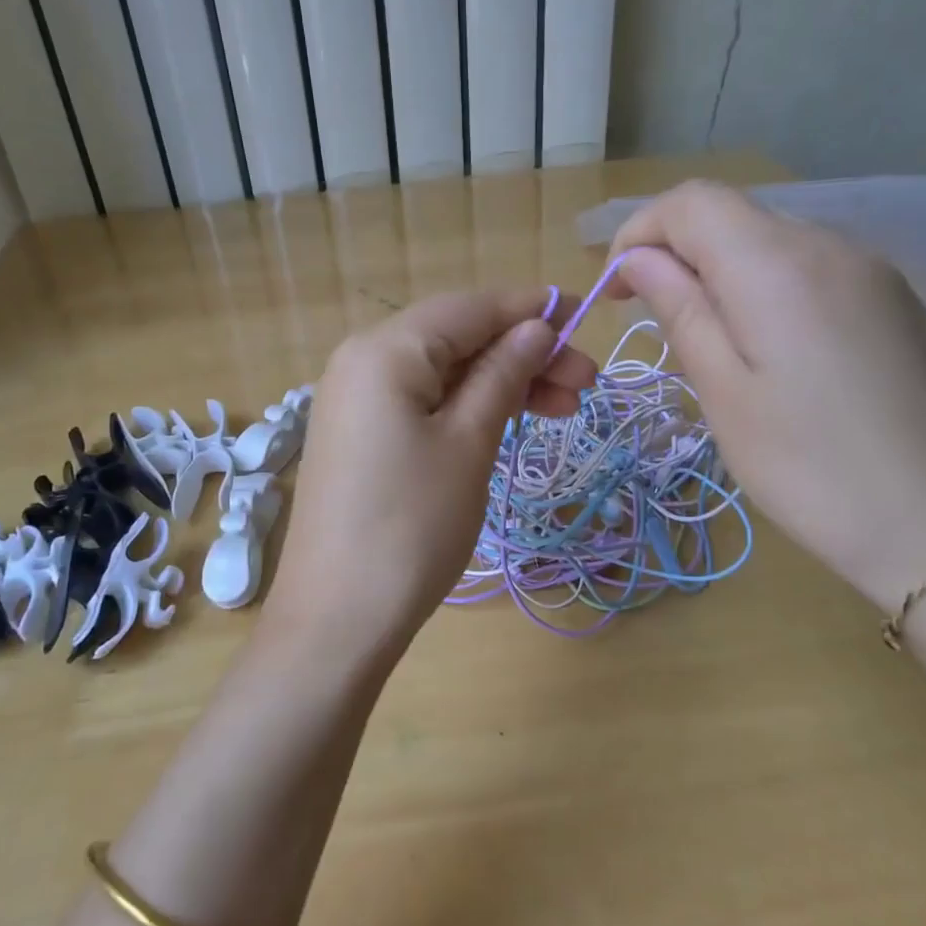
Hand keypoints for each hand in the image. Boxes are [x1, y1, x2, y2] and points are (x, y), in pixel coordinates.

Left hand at [266, 291, 598, 648]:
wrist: (338, 618)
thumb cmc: (412, 525)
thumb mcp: (469, 443)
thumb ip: (503, 375)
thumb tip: (537, 327)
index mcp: (385, 349)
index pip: (469, 307)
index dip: (530, 309)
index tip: (586, 318)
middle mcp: (361, 360)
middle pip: (456, 338)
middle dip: (523, 354)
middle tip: (586, 383)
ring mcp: (355, 400)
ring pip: (443, 372)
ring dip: (501, 383)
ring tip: (563, 408)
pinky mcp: (359, 436)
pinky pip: (421, 402)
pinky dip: (467, 407)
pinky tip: (508, 421)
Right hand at [606, 180, 925, 612]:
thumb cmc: (806, 465)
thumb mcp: (721, 391)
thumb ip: (678, 309)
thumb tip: (638, 260)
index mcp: (777, 265)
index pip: (691, 202)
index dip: (639, 233)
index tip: (616, 292)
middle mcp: (829, 245)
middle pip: (732, 215)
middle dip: (677, 253)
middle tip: (654, 321)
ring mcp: (871, 269)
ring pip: (771, 240)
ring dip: (721, 272)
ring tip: (712, 343)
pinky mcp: (894, 300)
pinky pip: (811, 267)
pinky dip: (767, 287)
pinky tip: (772, 349)